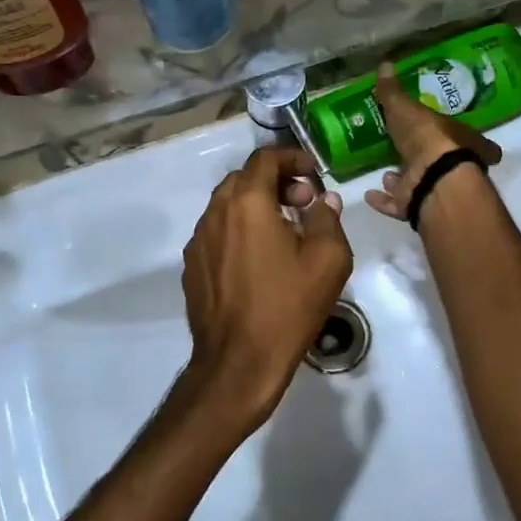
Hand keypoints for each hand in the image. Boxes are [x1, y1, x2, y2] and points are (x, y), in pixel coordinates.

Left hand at [179, 148, 353, 433]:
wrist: (239, 362)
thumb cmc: (288, 306)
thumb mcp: (328, 259)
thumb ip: (327, 218)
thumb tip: (322, 200)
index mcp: (247, 203)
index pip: (265, 158)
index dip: (292, 158)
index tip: (313, 175)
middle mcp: (215, 213)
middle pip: (243, 179)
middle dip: (275, 181)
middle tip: (302, 203)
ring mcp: (198, 241)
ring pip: (227, 206)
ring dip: (255, 206)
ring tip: (283, 231)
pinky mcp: (192, 267)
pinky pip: (217, 233)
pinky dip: (239, 230)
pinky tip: (258, 260)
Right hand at [365, 64, 503, 222]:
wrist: (432, 178)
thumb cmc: (427, 136)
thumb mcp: (406, 108)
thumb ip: (393, 92)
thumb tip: (385, 64)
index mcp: (459, 139)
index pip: (466, 137)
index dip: (459, 136)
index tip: (451, 135)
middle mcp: (453, 166)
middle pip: (440, 162)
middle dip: (421, 157)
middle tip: (403, 151)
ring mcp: (435, 188)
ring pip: (419, 183)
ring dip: (402, 179)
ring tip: (385, 173)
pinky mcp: (417, 207)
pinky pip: (399, 203)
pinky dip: (385, 200)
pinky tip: (370, 193)